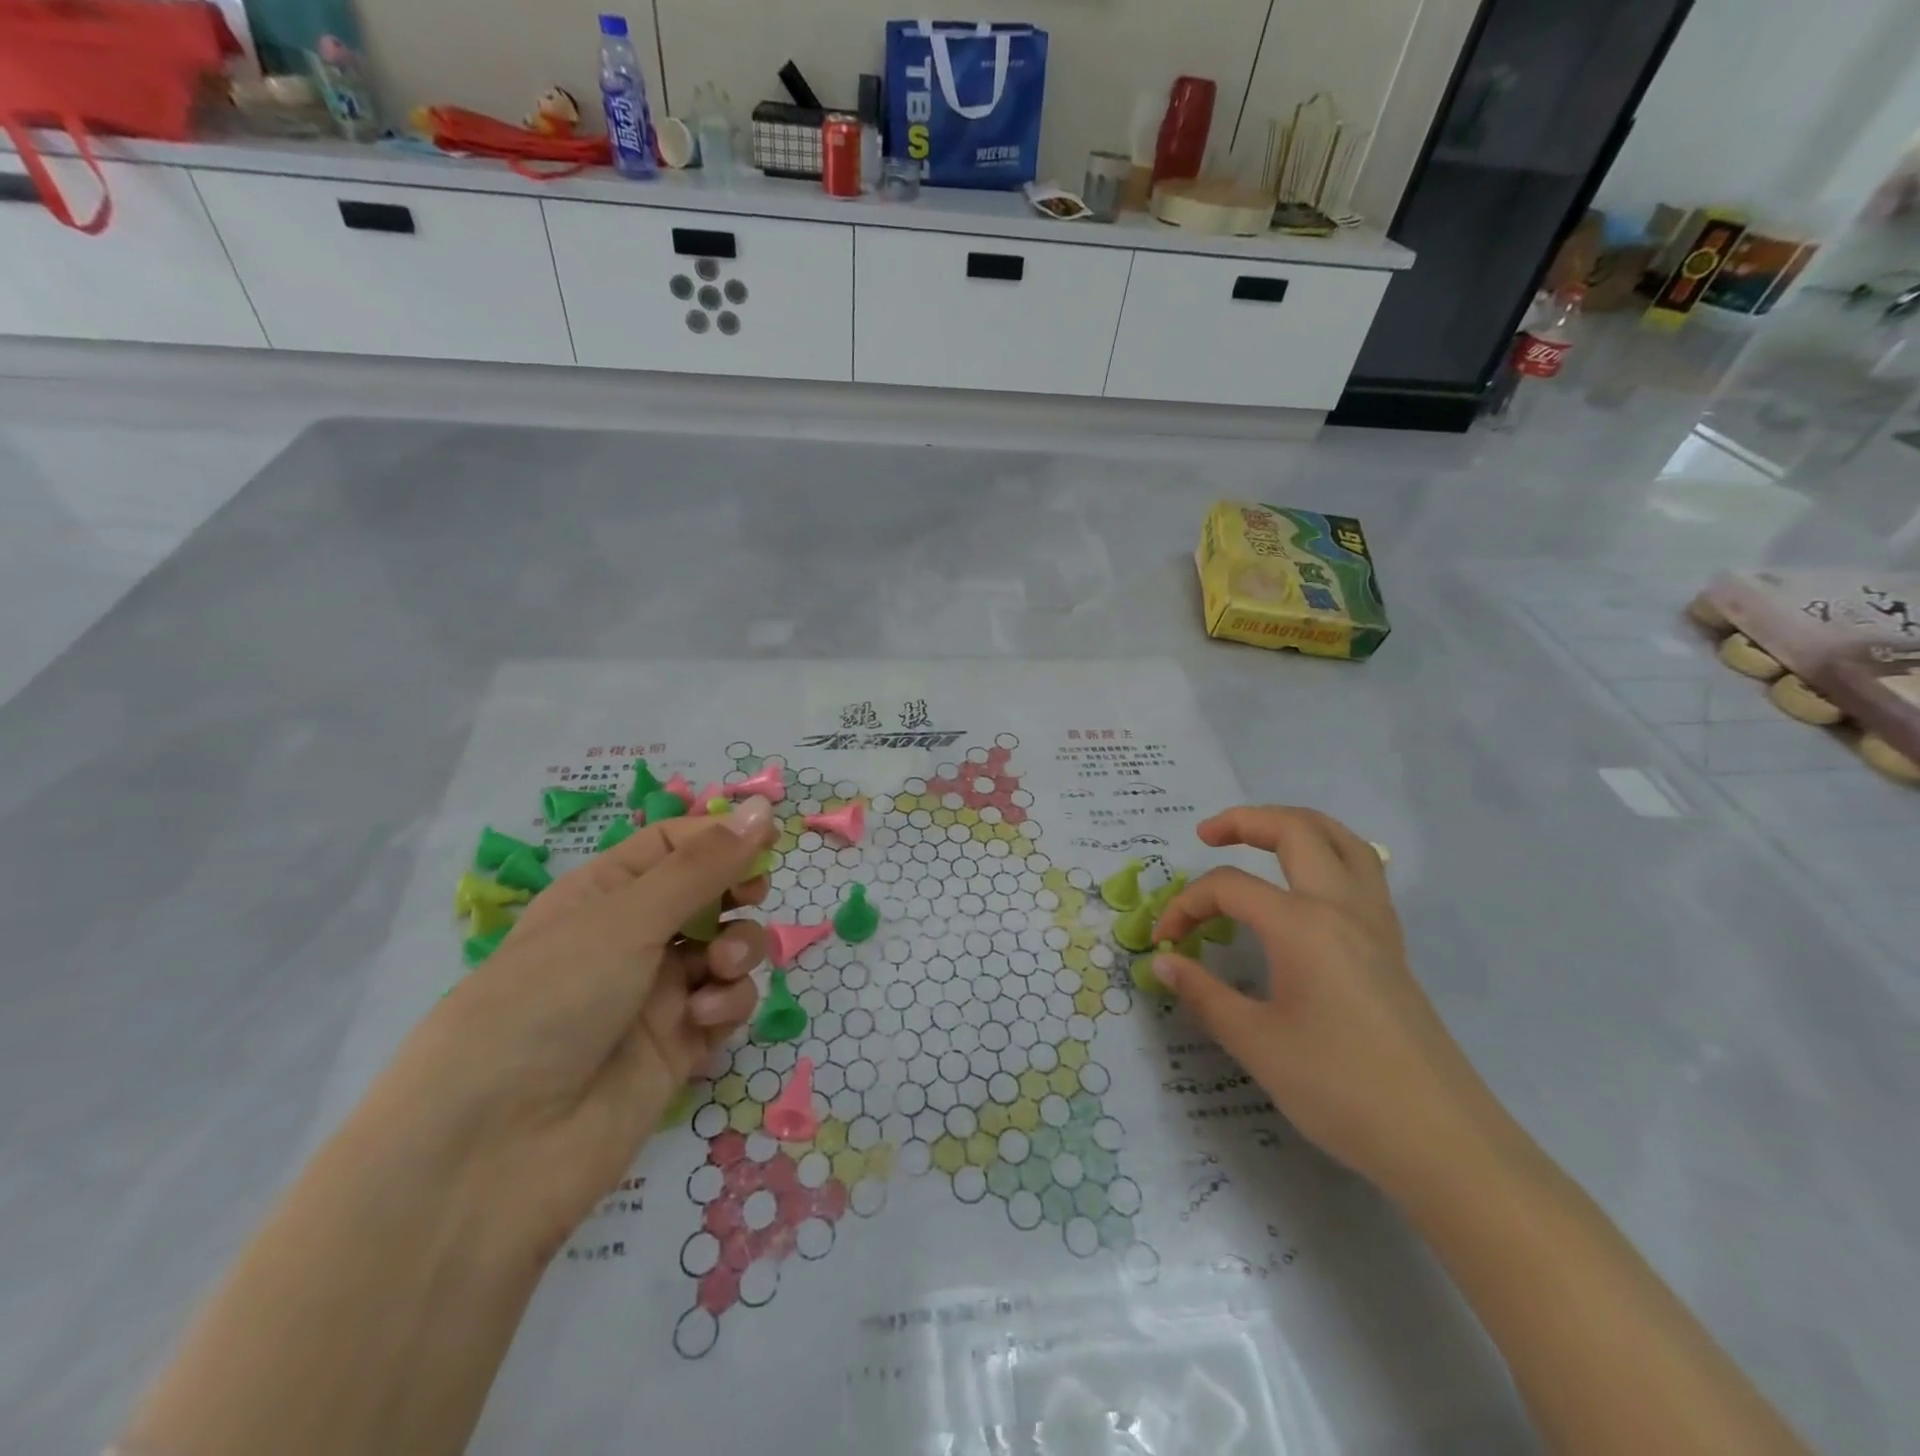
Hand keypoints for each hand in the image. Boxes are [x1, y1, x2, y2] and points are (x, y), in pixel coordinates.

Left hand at [362, 797, 777, 1261]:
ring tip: (721, 968)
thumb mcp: (625, 919)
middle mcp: (632, 938)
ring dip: (740, 948)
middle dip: (737, 892)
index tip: (769, 838)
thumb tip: (763, 808)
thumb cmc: (549, 1001)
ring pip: (728, 948)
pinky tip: (702, 1019)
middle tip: (750, 897)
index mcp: (605, 894)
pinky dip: (727, 1003)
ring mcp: (657, 994)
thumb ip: (703, 866)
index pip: (675, 845)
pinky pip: (726, 1004)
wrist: (493, 1153)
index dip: (722, 836)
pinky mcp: (679, 1046)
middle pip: (710, 895)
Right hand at [1152, 806, 1499, 1197]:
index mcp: (1303, 925)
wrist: (1443, 1144)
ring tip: (1259, 837)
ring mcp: (1376, 925)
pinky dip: (1328, 856)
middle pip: (1296, 831)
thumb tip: (1164, 963)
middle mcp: (1343, 908)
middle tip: (1206, 836)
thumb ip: (1204, 994)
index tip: (1164, 942)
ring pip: (1341, 842)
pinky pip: (1363, 874)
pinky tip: (1307, 885)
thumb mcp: (1256, 1044)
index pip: (1229, 888)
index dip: (1186, 906)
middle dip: (1244, 821)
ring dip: (1295, 826)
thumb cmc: (1341, 1089)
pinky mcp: (1393, 948)